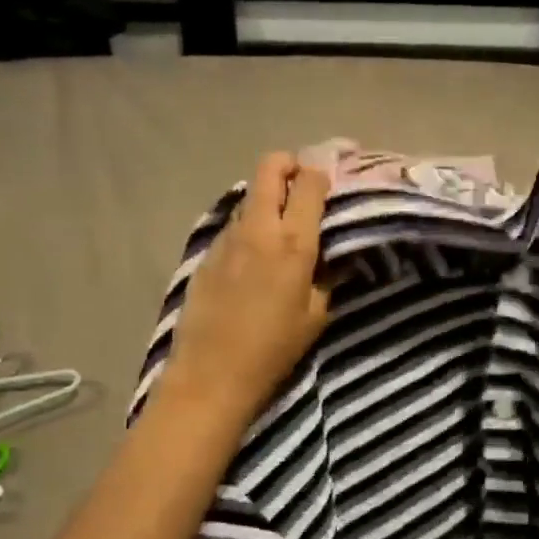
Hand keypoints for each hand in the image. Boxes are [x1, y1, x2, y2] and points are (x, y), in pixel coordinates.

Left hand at [160, 152, 332, 428]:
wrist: (212, 373)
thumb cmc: (274, 349)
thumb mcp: (316, 315)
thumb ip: (326, 276)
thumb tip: (332, 254)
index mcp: (293, 242)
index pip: (310, 182)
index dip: (323, 173)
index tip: (331, 182)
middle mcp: (258, 228)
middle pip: (271, 167)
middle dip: (290, 164)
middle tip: (303, 184)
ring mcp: (227, 237)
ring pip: (250, 194)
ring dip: (268, 197)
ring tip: (281, 225)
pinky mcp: (207, 252)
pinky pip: (234, 223)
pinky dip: (250, 224)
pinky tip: (255, 254)